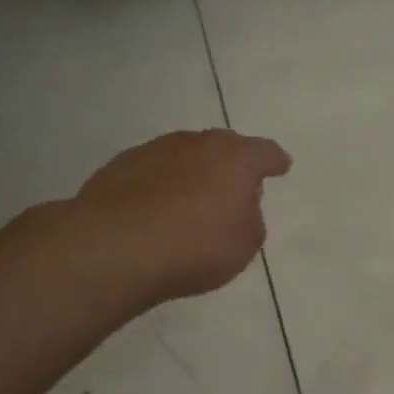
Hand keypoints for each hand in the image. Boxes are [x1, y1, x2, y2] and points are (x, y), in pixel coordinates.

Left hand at [64, 129, 291, 305]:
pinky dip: (161, 184)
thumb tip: (238, 205)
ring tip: (192, 198)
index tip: (280, 166)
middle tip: (234, 184)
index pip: (265, 152)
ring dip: (193, 171)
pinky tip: (157, 207)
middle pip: (223, 145)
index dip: (274, 161)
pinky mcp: (119, 166)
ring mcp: (155, 150)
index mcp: (236, 159)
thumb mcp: (245, 244)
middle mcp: (197, 144)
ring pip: (185, 154)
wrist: (112, 249)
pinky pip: (153, 171)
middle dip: (232, 161)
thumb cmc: (195, 247)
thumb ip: (250, 218)